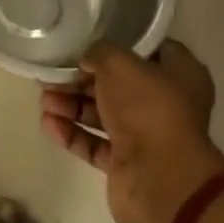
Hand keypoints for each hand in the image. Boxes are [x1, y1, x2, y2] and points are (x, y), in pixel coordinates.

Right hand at [41, 40, 223, 222]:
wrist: (162, 182)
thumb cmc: (149, 109)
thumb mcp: (120, 63)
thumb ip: (100, 53)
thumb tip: (87, 61)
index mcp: (180, 74)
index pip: (149, 49)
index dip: (118, 43)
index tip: (88, 40)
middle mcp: (165, 104)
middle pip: (118, 84)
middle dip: (82, 79)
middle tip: (52, 74)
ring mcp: (146, 136)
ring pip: (103, 114)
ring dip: (72, 104)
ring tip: (44, 99)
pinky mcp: (127, 164)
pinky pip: (95, 143)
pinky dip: (72, 132)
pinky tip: (47, 123)